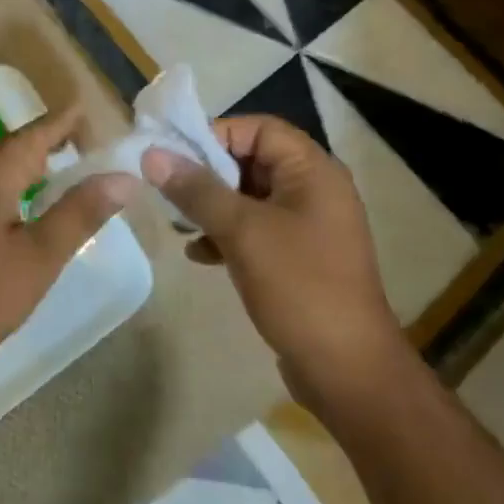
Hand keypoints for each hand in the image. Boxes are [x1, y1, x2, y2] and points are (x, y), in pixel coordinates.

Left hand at [0, 109, 135, 375]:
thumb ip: (81, 212)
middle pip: (15, 144)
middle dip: (50, 143)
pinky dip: (7, 183)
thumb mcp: (40, 256)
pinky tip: (18, 209)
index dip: (67, 122)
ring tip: (59, 178)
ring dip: (27, 165)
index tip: (90, 113)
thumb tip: (122, 177)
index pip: (38, 131)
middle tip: (86, 152)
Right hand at [143, 115, 403, 390]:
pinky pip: (256, 230)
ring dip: (212, 205)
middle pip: (251, 160)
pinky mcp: (300, 259)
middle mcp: (314, 190)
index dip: (216, 134)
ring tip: (178, 222)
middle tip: (168, 189)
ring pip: (249, 197)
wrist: (350, 375)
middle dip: (208, 173)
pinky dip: (227, 234)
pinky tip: (198, 254)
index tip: (177, 156)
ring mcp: (309, 227)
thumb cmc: (299, 286)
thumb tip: (153, 154)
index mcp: (313, 171)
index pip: (258, 128)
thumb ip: (196, 189)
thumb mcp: (242, 231)